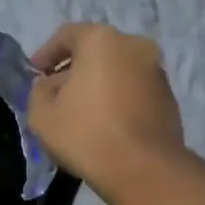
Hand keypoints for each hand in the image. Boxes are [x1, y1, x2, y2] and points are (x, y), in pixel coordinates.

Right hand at [28, 23, 184, 192]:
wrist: (144, 169)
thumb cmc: (86, 134)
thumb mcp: (42, 115)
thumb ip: (38, 92)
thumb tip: (48, 85)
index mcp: (101, 40)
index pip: (67, 35)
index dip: (46, 53)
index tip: (35, 73)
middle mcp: (134, 46)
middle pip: (95, 51)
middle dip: (73, 69)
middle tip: (55, 93)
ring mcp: (156, 71)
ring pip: (117, 69)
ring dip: (97, 84)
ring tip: (80, 112)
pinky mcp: (169, 97)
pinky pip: (134, 89)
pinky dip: (117, 98)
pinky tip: (105, 123)